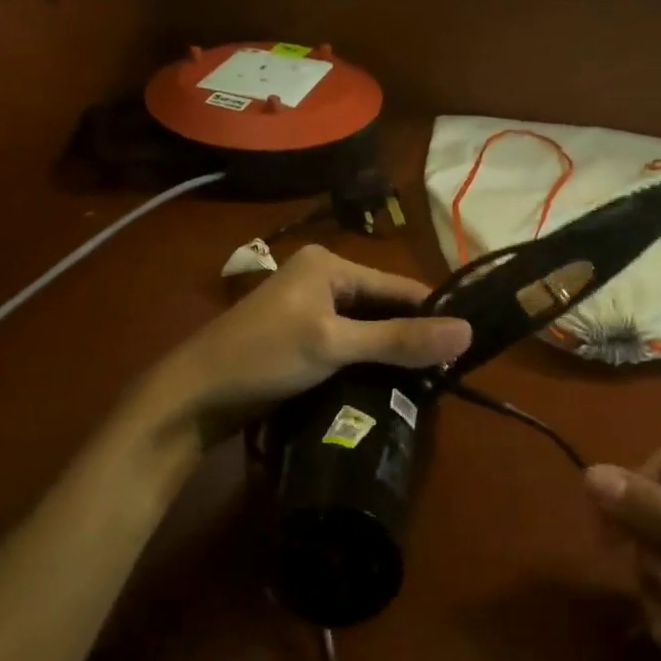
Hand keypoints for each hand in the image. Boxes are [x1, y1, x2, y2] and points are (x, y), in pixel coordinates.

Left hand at [150, 245, 471, 439]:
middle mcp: (321, 278)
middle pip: (383, 306)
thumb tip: (467, 333)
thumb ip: (399, 340)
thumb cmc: (263, 357)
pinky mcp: (300, 338)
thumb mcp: (334, 345)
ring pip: (366, 328)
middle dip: (410, 338)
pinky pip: (348, 344)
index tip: (464, 350)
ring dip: (390, 353)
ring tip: (425, 384)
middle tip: (446, 374)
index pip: (398, 286)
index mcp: (329, 264)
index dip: (432, 315)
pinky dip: (367, 362)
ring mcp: (308, 309)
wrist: (193, 396)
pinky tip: (387, 386)